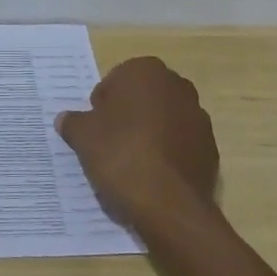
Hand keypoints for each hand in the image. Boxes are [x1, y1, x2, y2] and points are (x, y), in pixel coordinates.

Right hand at [55, 57, 219, 228]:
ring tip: (131, 162)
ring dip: (149, 133)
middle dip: (128, 114)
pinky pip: (180, 144)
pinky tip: (152, 175)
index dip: (102, 105)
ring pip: (164, 120)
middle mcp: (178, 86)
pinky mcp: (210, 147)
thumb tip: (66, 119)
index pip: (115, 80)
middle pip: (143, 98)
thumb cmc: (120, 155)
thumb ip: (73, 122)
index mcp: (146, 72)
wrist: (168, 204)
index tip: (95, 128)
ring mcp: (199, 117)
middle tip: (110, 142)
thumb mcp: (82, 136)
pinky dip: (167, 153)